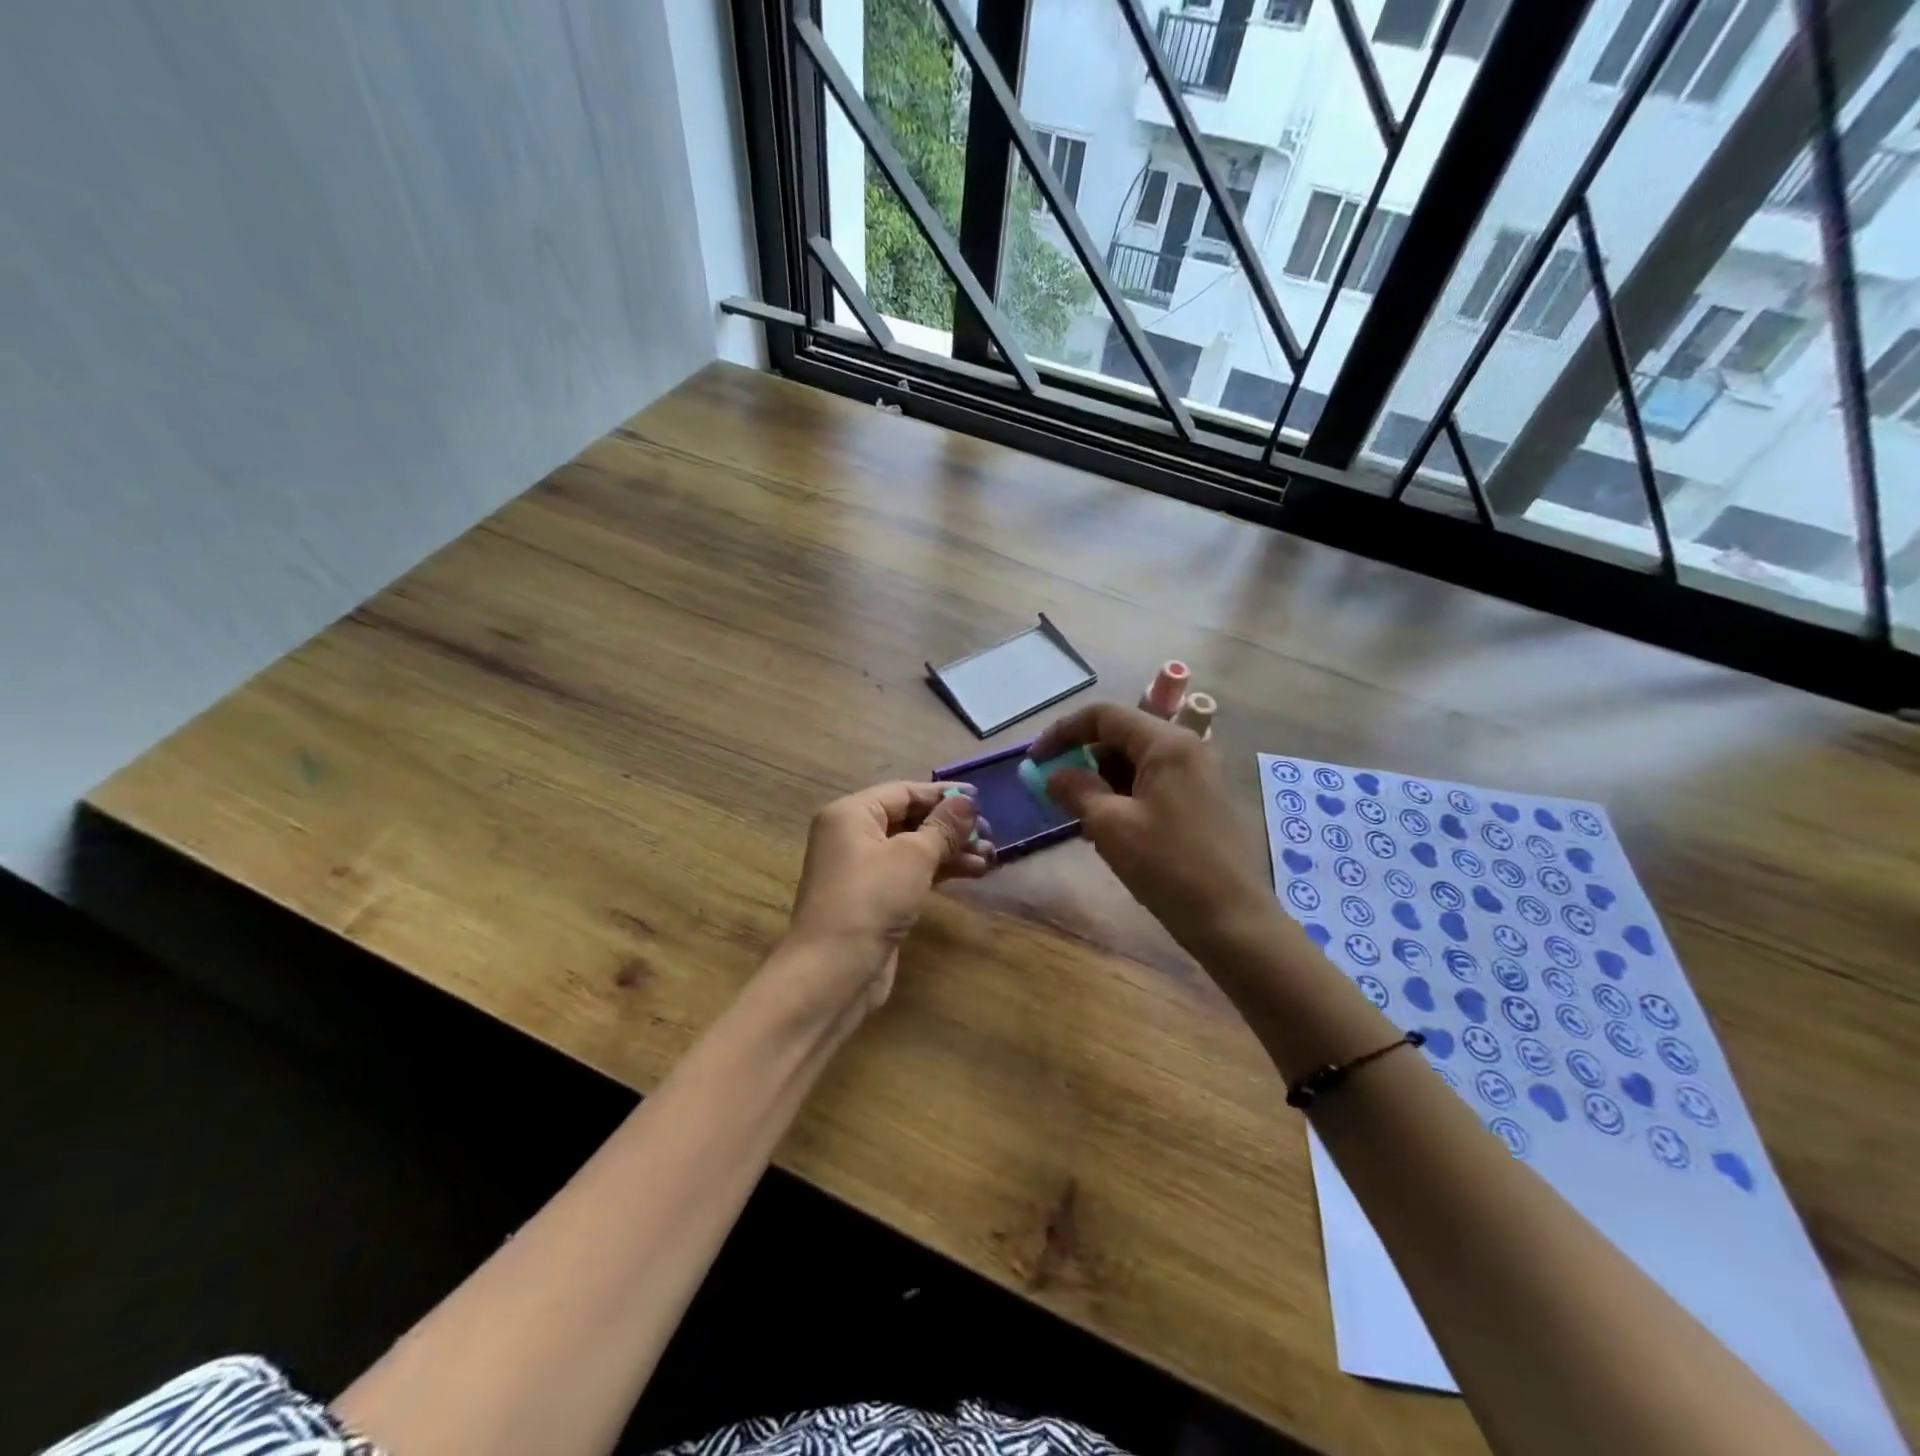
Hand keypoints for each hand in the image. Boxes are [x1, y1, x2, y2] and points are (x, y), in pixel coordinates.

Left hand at [783, 780, 995, 1010]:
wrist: (833, 971)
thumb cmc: (871, 900)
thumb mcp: (913, 856)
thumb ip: (943, 826)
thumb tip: (968, 801)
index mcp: (852, 814)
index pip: (904, 792)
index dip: (943, 795)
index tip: (982, 800)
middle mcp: (853, 836)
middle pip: (909, 819)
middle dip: (951, 826)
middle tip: (991, 834)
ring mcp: (862, 870)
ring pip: (913, 849)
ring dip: (951, 851)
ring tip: (990, 858)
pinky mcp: (874, 899)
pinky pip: (911, 873)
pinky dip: (939, 871)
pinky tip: (973, 873)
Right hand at [1030, 703, 1272, 955]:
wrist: (1231, 919)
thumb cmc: (1167, 866)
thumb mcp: (1110, 825)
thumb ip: (1076, 790)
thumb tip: (1053, 775)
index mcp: (1166, 743)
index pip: (1104, 716)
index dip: (1063, 732)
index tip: (1035, 761)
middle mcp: (1187, 747)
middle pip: (1122, 735)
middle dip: (1082, 758)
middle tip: (1056, 791)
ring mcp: (1199, 773)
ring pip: (1137, 761)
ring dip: (1102, 779)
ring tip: (1080, 815)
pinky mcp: (1203, 799)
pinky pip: (1154, 782)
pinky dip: (1125, 794)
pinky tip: (1110, 827)